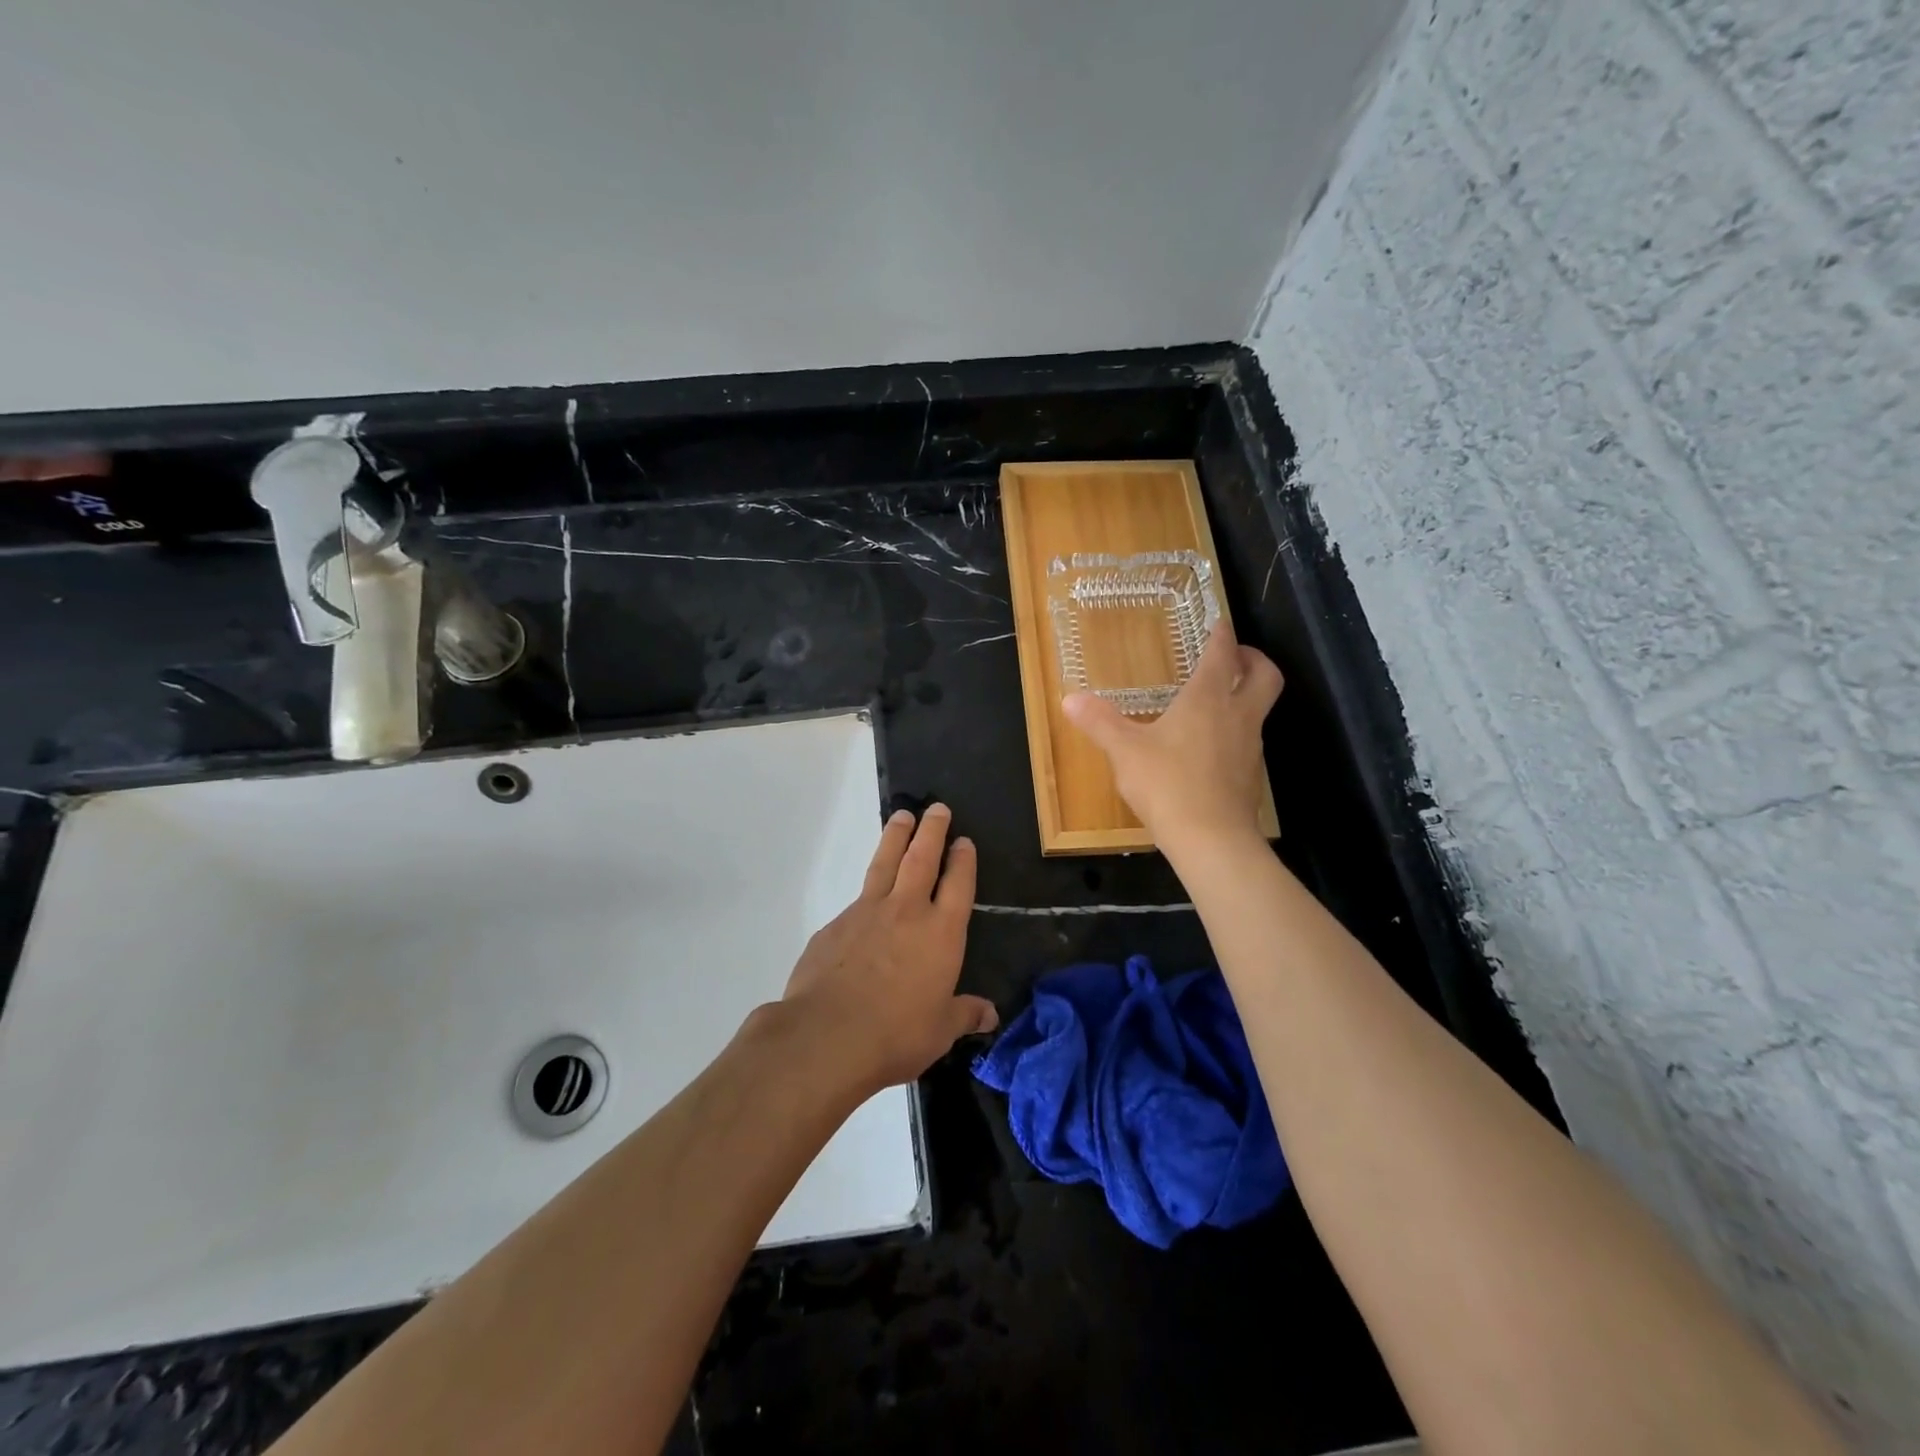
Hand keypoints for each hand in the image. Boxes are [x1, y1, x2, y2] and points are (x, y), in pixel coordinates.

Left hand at [780, 804, 997, 1092]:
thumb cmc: (896, 1034)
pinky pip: (856, 900)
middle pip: (922, 858)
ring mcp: (867, 913)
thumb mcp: (940, 1031)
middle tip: (937, 808)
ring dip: (896, 837)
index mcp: (941, 933)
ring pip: (885, 863)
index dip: (963, 860)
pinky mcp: (835, 925)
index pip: (958, 884)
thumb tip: (990, 1014)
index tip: (964, 841)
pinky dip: (866, 891)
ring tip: (902, 816)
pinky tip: (865, 901)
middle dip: (932, 830)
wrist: (827, 1035)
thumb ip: (964, 1014)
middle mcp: (907, 911)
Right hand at [1062, 620, 1282, 854]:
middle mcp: (1237, 715)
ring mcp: (1250, 747)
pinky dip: (1236, 731)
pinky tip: (1209, 747)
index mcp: (1208, 699)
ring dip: (1244, 697)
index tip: (1219, 623)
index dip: (1222, 634)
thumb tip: (1070, 699)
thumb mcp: (1125, 751)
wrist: (1212, 839)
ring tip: (1215, 702)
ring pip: (1259, 709)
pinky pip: (1248, 740)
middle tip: (1233, 657)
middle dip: (1253, 659)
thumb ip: (1100, 722)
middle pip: (1265, 675)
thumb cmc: (1168, 784)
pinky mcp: (1250, 775)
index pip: (1223, 654)